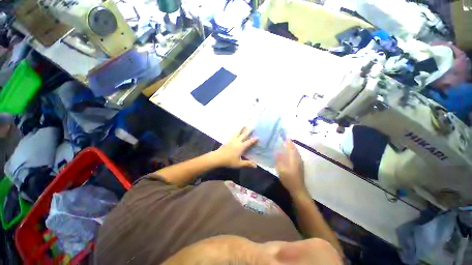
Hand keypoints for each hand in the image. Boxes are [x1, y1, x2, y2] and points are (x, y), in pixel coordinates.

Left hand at [214, 127, 257, 167]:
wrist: (217, 157)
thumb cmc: (229, 161)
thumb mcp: (239, 164)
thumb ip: (247, 164)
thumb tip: (255, 166)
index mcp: (241, 147)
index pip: (249, 142)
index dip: (253, 140)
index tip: (257, 137)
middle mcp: (237, 141)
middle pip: (244, 134)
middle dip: (248, 130)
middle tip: (251, 125)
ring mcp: (232, 140)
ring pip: (238, 132)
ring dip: (241, 128)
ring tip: (244, 124)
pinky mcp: (228, 140)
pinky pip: (233, 134)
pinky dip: (235, 131)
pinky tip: (235, 131)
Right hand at [275, 140, 306, 197]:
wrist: (298, 189)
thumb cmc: (288, 178)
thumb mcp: (281, 168)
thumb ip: (279, 159)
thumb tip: (277, 151)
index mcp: (294, 157)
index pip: (291, 146)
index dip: (288, 141)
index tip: (283, 137)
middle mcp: (298, 158)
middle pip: (294, 148)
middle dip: (289, 144)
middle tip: (281, 141)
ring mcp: (300, 162)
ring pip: (295, 152)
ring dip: (290, 148)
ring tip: (283, 146)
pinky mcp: (299, 165)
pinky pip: (295, 155)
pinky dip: (291, 153)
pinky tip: (286, 155)